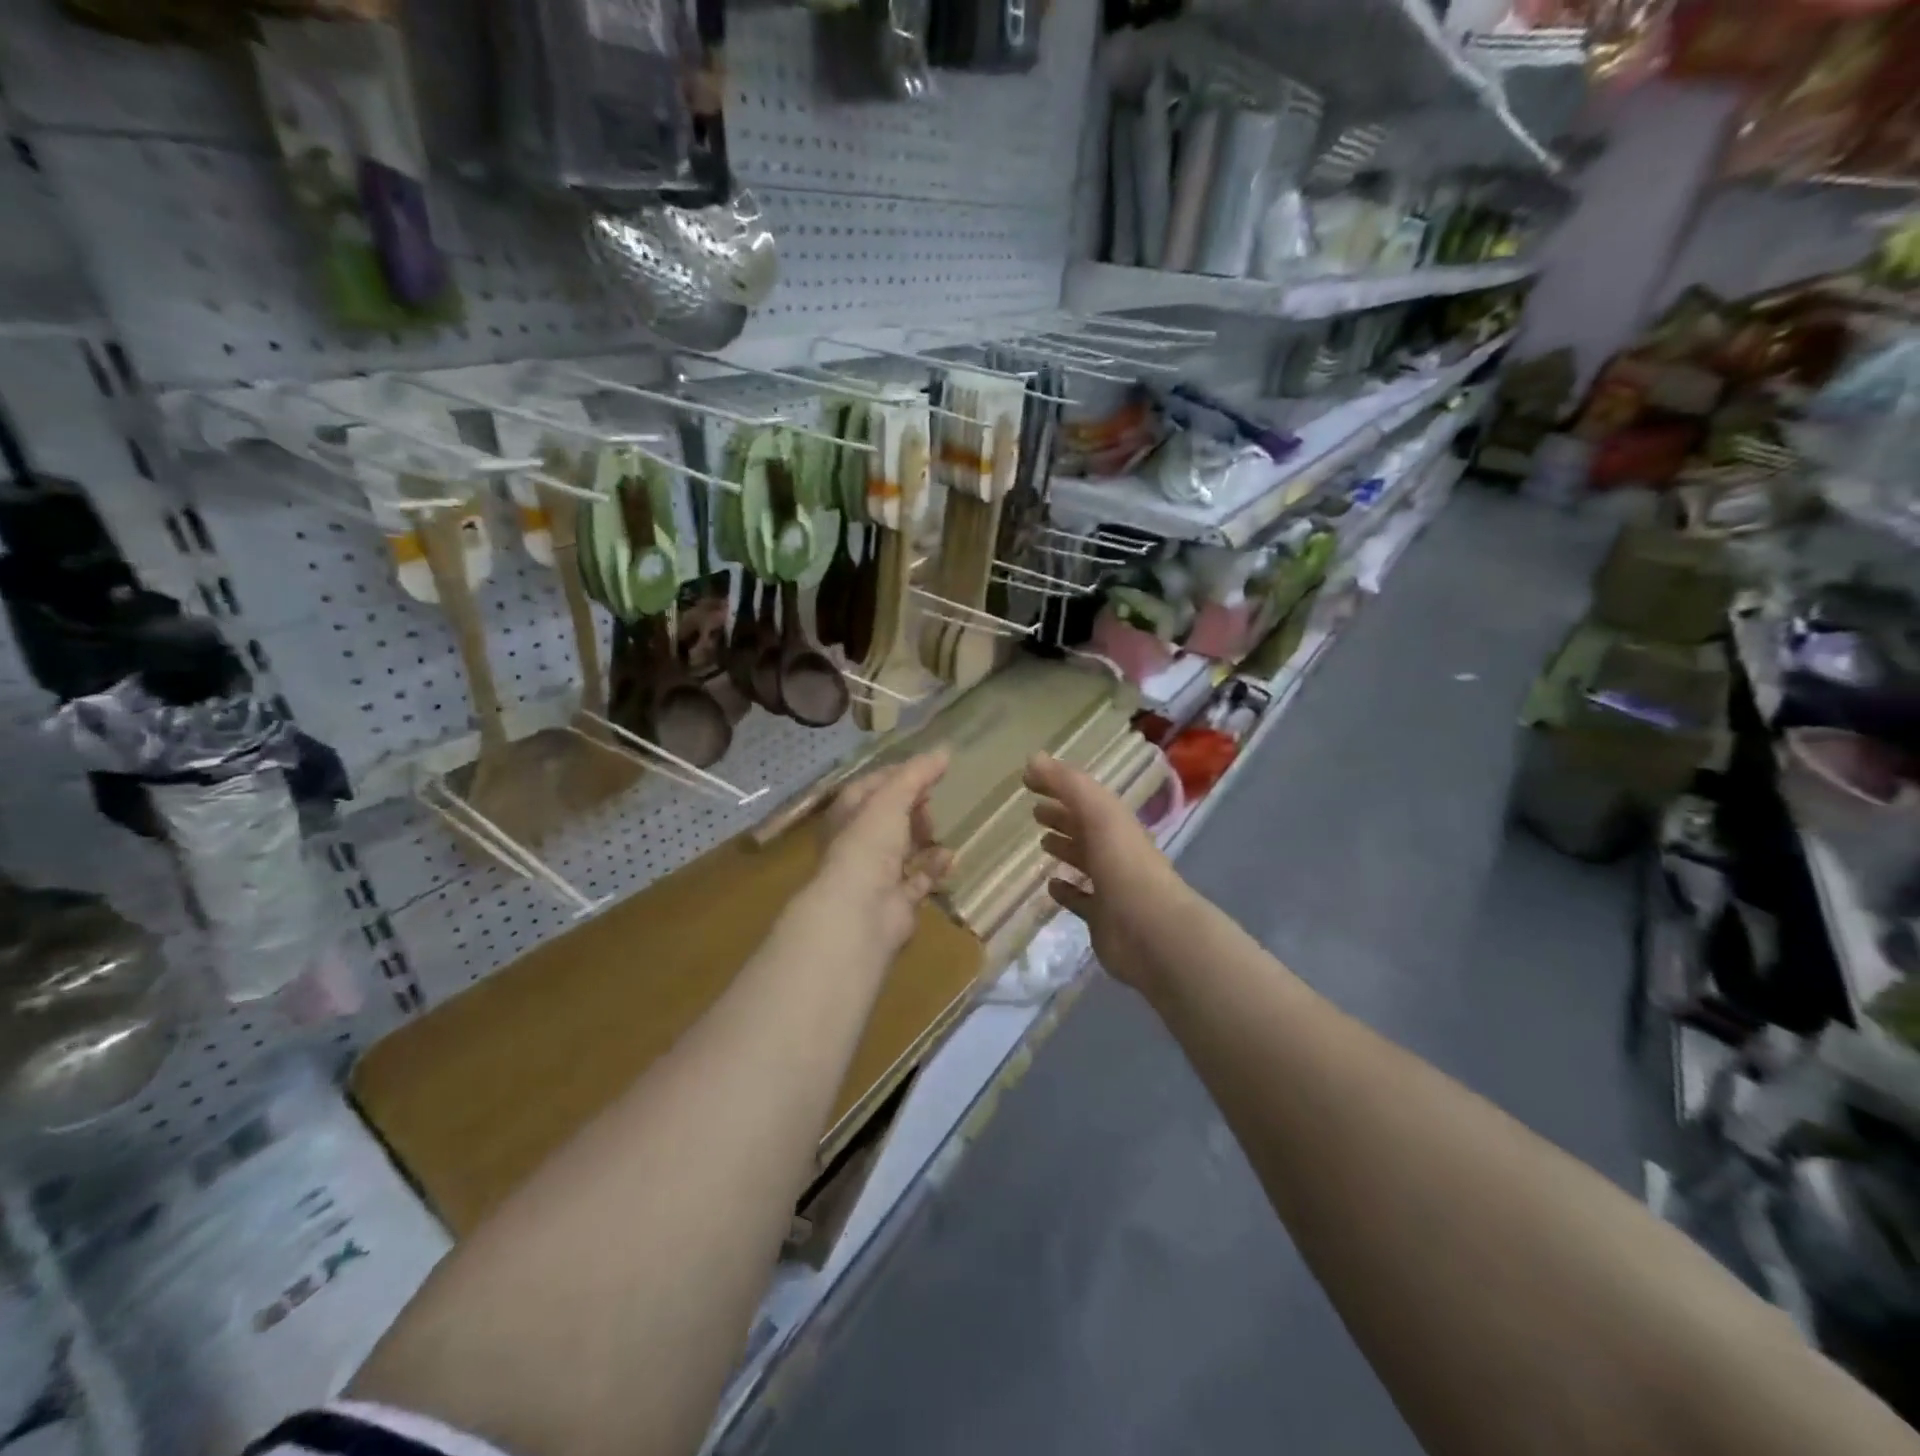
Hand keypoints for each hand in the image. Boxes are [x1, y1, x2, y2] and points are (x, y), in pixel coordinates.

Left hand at [818, 751, 953, 950]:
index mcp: (848, 814)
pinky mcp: (897, 900)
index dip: (900, 775)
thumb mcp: (891, 799)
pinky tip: (951, 857)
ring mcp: (877, 873)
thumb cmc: (868, 845)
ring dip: (925, 838)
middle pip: (891, 817)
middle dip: (914, 808)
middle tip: (931, 803)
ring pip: (904, 848)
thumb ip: (917, 774)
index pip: (874, 785)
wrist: (860, 911)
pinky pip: (920, 878)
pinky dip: (935, 867)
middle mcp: (859, 842)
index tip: (930, 769)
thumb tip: (945, 750)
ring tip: (941, 830)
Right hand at [1025, 752, 1188, 991]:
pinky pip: (1081, 900)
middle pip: (1086, 828)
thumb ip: (1068, 784)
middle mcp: (1116, 851)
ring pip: (1085, 862)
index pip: (1084, 797)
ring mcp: (1111, 886)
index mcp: (1116, 824)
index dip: (1059, 785)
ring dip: (1065, 849)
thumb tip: (1032, 758)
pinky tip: (1050, 886)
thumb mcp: (1098, 813)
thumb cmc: (1124, 865)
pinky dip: (1066, 891)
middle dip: (1063, 816)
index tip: (1028, 779)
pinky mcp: (1102, 918)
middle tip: (1034, 811)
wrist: (1152, 931)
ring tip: (1041, 842)